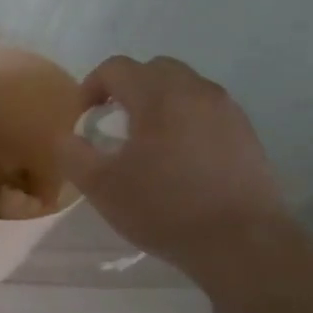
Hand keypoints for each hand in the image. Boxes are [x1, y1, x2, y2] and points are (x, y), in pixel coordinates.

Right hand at [59, 56, 286, 267]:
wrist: (243, 244)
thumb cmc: (165, 209)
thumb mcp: (101, 187)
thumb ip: (72, 153)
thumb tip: (67, 136)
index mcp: (158, 95)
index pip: (115, 68)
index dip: (91, 87)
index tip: (84, 120)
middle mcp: (195, 90)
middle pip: (152, 69)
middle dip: (127, 88)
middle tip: (113, 123)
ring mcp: (226, 109)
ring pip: (183, 86)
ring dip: (158, 101)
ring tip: (147, 140)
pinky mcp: (246, 132)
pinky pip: (206, 108)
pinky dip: (185, 118)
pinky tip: (180, 156)